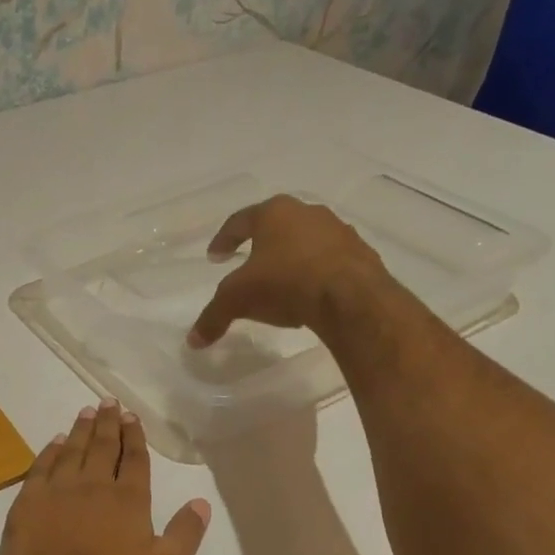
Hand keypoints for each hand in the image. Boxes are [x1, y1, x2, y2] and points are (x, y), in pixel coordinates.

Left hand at [0, 401, 210, 554]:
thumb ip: (185, 535)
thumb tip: (202, 503)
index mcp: (128, 500)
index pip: (135, 460)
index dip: (135, 437)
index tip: (132, 417)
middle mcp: (94, 486)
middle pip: (103, 446)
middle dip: (109, 423)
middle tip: (109, 402)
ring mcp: (58, 491)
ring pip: (73, 450)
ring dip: (82, 430)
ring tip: (87, 412)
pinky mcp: (29, 501)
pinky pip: (41, 466)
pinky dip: (50, 451)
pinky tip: (55, 441)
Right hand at [187, 195, 385, 348]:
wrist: (350, 297)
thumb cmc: (285, 283)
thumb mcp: (238, 300)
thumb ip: (213, 317)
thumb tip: (193, 341)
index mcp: (274, 213)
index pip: (240, 221)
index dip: (224, 239)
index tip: (215, 256)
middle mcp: (308, 213)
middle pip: (277, 227)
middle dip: (261, 246)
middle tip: (249, 264)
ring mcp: (339, 231)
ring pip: (306, 242)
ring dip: (292, 258)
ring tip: (281, 283)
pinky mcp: (361, 254)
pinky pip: (330, 262)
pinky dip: (316, 274)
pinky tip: (309, 295)